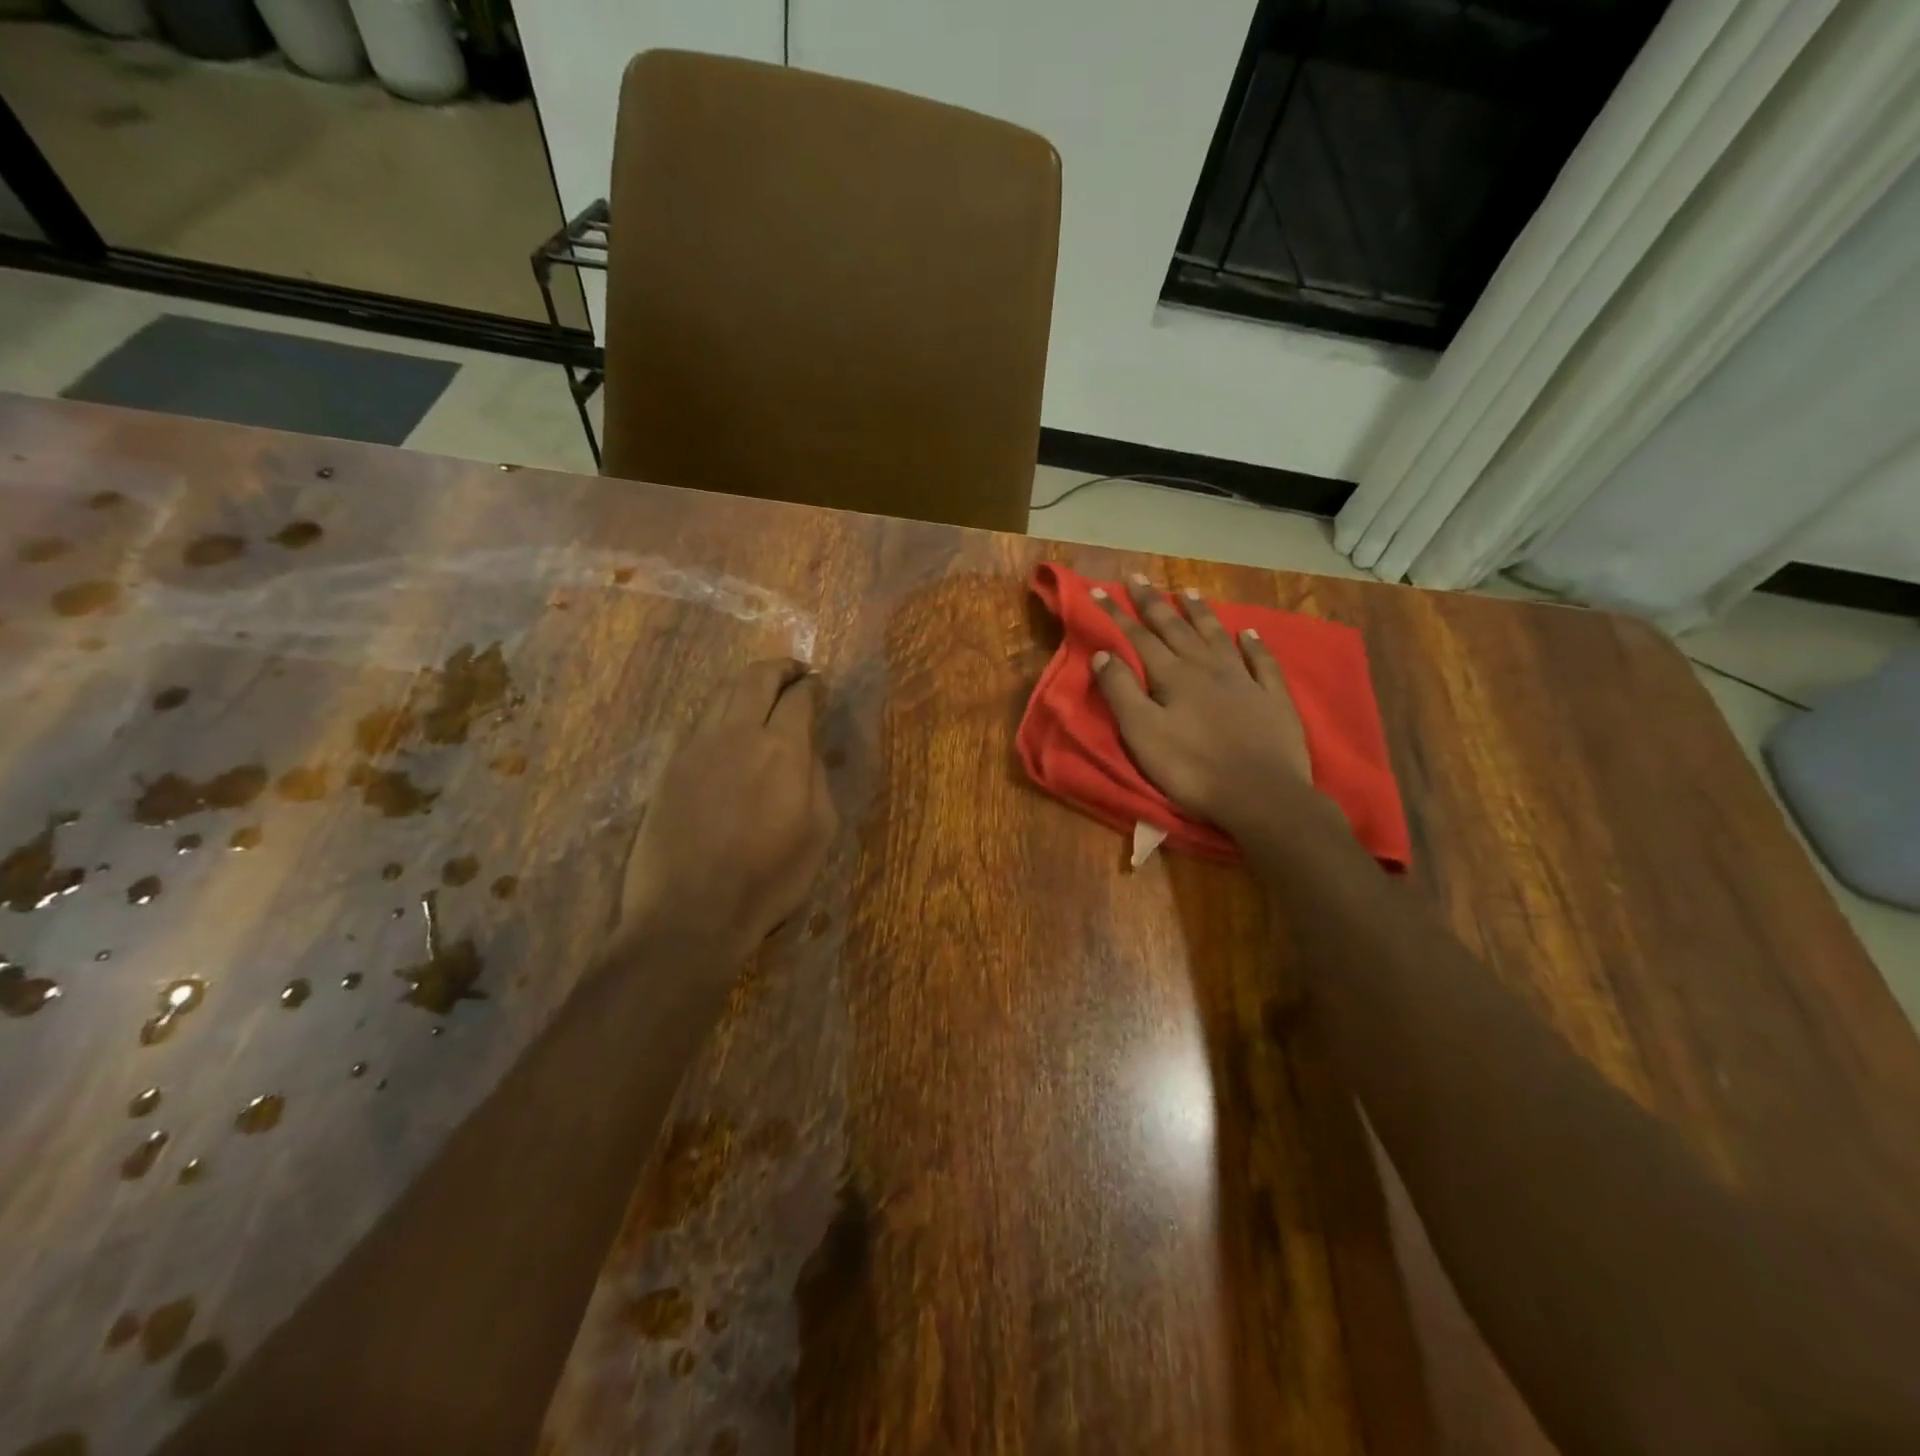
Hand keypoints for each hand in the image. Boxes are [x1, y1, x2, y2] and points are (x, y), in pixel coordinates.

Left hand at [620, 659, 836, 962]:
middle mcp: (738, 733)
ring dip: (747, 683)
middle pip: (756, 677)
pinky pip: (701, 720)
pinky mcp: (671, 765)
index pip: (800, 696)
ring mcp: (697, 746)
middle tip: (794, 674)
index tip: (820, 687)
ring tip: (763, 693)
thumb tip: (809, 746)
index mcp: (782, 748)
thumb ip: (818, 778)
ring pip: (722, 692)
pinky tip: (731, 727)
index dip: (813, 686)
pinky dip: (722, 709)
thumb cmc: (768, 879)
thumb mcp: (818, 831)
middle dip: (780, 668)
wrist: (690, 912)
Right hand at [1091, 574, 1314, 840]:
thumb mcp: (1142, 733)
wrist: (1260, 794)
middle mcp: (1207, 667)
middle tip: (1138, 577)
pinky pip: (1261, 661)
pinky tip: (1248, 632)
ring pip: (1216, 635)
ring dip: (1199, 613)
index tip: (1099, 589)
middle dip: (1153, 602)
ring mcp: (1243, 679)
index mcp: (1172, 676)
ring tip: (1187, 591)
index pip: (1138, 637)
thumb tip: (1102, 653)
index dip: (1116, 613)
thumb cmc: (1192, 769)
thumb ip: (1121, 691)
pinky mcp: (1272, 697)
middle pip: (1175, 627)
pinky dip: (1254, 643)